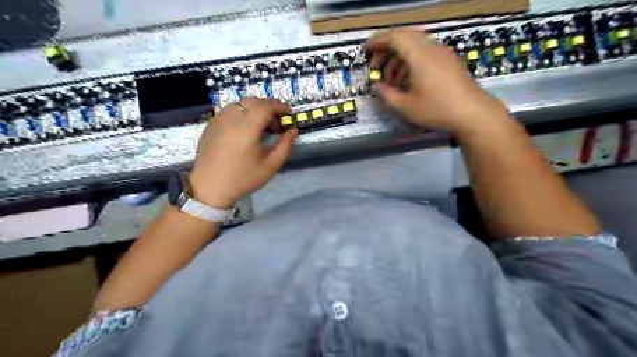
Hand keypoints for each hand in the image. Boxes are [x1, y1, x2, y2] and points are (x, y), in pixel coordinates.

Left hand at [188, 97, 298, 208]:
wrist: (210, 187)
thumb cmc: (243, 179)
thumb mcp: (271, 165)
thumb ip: (285, 146)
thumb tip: (293, 130)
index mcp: (247, 129)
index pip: (266, 107)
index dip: (280, 106)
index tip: (288, 113)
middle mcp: (231, 119)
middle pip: (253, 101)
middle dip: (268, 106)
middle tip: (276, 122)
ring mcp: (218, 120)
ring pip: (240, 103)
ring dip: (254, 108)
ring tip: (261, 125)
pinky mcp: (211, 124)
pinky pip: (229, 110)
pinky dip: (242, 112)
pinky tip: (245, 128)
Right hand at [366, 30, 510, 133]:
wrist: (472, 112)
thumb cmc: (437, 109)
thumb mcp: (406, 106)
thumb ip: (387, 94)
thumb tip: (376, 86)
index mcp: (419, 55)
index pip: (394, 38)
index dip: (377, 42)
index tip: (365, 51)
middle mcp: (431, 48)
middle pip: (404, 38)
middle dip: (386, 50)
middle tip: (375, 66)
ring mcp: (442, 53)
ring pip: (414, 46)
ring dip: (398, 58)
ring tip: (389, 79)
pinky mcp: (448, 61)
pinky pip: (425, 53)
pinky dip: (410, 62)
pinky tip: (406, 80)